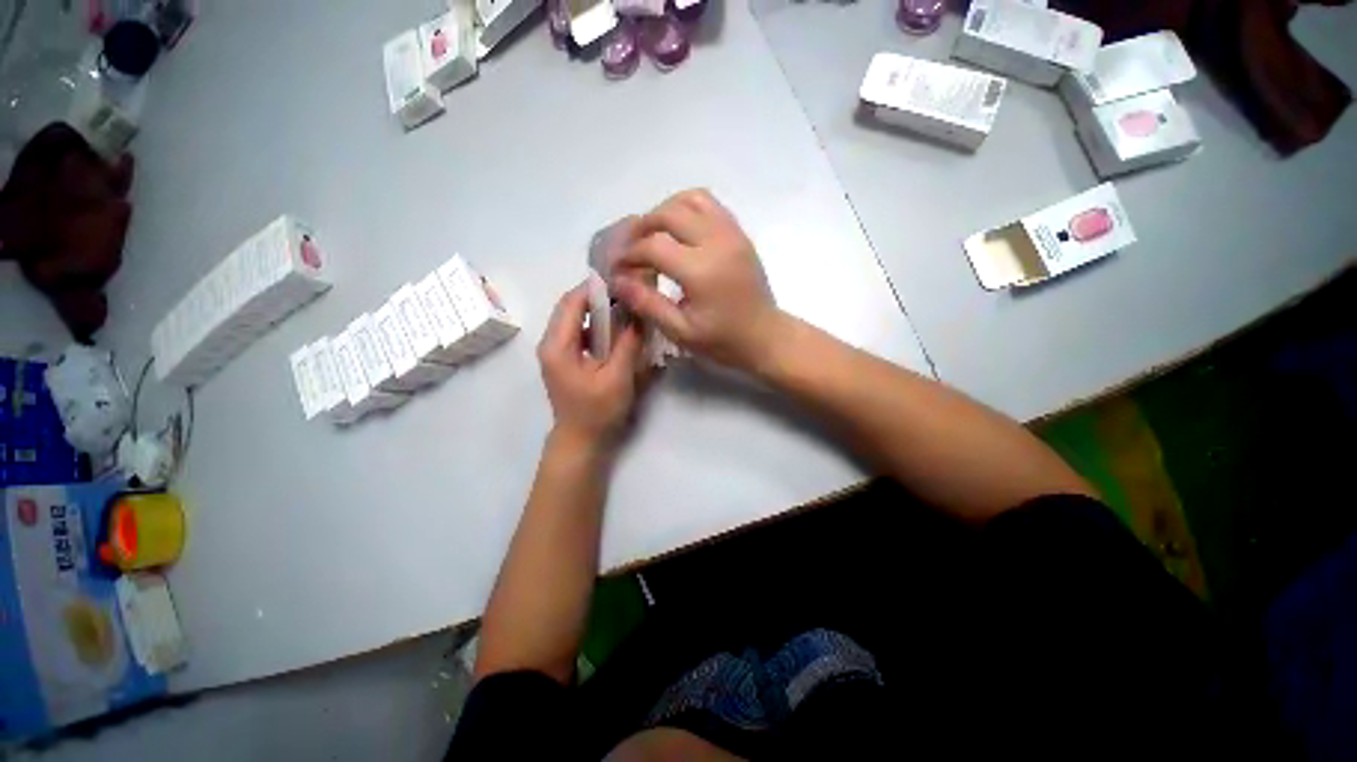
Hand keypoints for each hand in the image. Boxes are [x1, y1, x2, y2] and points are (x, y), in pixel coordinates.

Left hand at [538, 283, 644, 449]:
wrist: (582, 441)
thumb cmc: (597, 412)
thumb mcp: (617, 376)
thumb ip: (628, 343)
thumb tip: (639, 313)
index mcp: (557, 345)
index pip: (572, 302)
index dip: (596, 287)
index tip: (622, 280)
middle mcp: (551, 343)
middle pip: (572, 307)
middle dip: (599, 297)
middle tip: (628, 293)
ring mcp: (558, 352)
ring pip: (577, 319)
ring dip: (600, 311)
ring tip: (626, 308)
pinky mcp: (567, 360)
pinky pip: (581, 333)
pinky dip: (599, 327)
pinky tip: (618, 331)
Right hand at [612, 189, 783, 371]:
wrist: (765, 336)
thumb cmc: (723, 341)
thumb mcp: (680, 331)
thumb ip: (647, 303)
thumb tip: (617, 280)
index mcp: (702, 270)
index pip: (653, 245)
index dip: (629, 254)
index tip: (618, 268)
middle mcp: (717, 242)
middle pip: (668, 213)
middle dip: (642, 227)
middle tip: (631, 249)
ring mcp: (732, 233)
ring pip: (690, 199)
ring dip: (664, 211)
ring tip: (653, 235)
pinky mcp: (739, 233)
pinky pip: (709, 205)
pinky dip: (687, 209)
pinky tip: (678, 232)